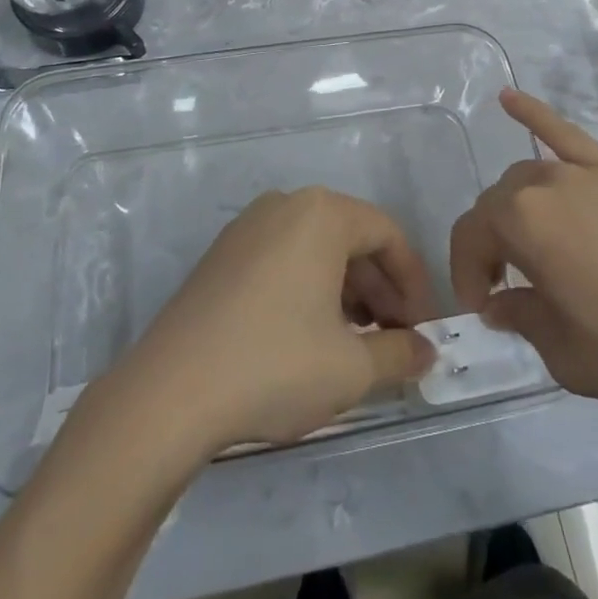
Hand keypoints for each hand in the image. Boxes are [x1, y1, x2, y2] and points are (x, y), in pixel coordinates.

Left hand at [111, 188, 441, 454]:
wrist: (169, 392)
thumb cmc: (275, 365)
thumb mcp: (352, 367)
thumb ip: (401, 353)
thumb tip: (427, 351)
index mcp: (322, 213)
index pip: (388, 235)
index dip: (414, 283)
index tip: (423, 330)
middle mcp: (285, 205)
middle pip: (352, 239)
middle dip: (381, 290)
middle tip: (395, 341)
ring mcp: (247, 227)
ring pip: (316, 250)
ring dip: (347, 292)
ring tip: (357, 344)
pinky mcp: (222, 255)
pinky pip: (283, 259)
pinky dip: (309, 289)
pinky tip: (311, 337)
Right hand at [450, 90, 597, 434]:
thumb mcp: (568, 356)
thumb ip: (522, 319)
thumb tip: (501, 304)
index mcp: (523, 222)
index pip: (470, 237)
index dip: (466, 276)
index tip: (483, 312)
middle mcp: (546, 182)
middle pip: (497, 204)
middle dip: (490, 245)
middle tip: (506, 290)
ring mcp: (587, 171)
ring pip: (528, 175)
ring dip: (514, 207)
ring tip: (526, 245)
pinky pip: (566, 133)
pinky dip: (534, 114)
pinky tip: (509, 98)